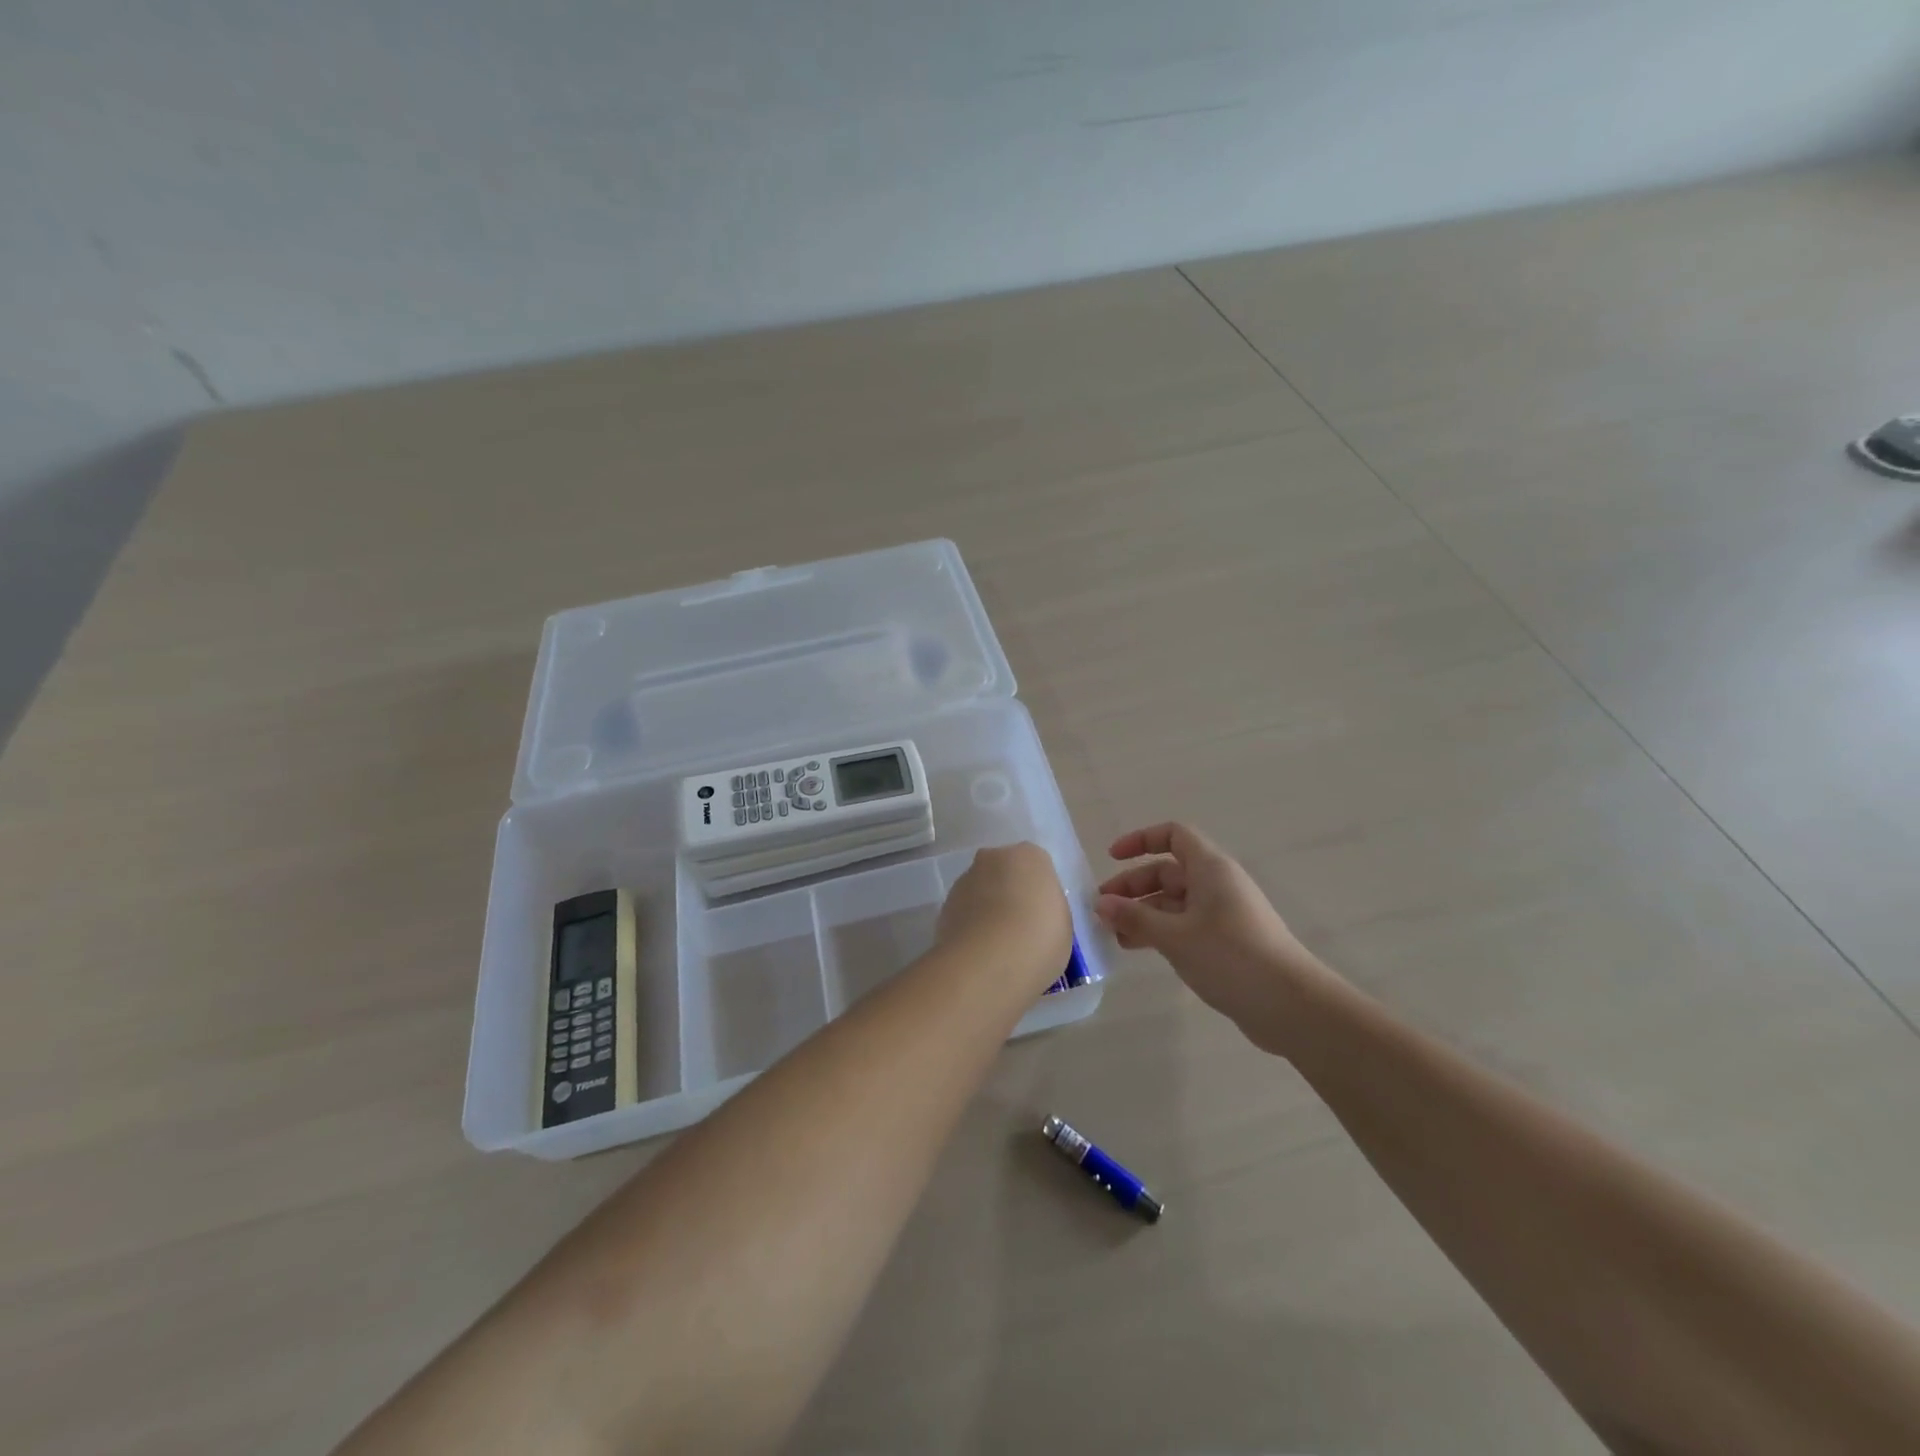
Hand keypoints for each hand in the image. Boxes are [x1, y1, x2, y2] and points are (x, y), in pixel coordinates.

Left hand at [937, 843, 1073, 992]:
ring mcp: (965, 879)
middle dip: (1009, 894)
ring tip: (997, 948)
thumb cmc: (1039, 938)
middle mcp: (994, 858)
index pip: (1037, 867)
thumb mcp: (1063, 925)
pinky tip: (979, 953)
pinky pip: (964, 912)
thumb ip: (1048, 909)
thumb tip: (1033, 913)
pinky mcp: (944, 905)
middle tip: (1020, 929)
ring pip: (981, 891)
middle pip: (1004, 873)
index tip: (1042, 918)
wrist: (988, 961)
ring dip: (987, 910)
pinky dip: (970, 926)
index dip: (1039, 893)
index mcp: (1030, 856)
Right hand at [1096, 823, 1333, 1053]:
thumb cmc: (1230, 956)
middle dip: (1133, 886)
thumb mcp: (1175, 936)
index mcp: (1210, 869)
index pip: (1173, 835)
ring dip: (1142, 912)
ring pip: (1173, 902)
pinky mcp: (1225, 942)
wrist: (1290, 1005)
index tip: (1112, 858)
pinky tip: (1137, 949)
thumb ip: (1134, 918)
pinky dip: (1159, 931)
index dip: (1141, 840)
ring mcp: (1222, 914)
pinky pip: (1184, 925)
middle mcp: (1216, 884)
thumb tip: (1101, 904)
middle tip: (1102, 909)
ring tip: (1113, 934)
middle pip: (1168, 871)